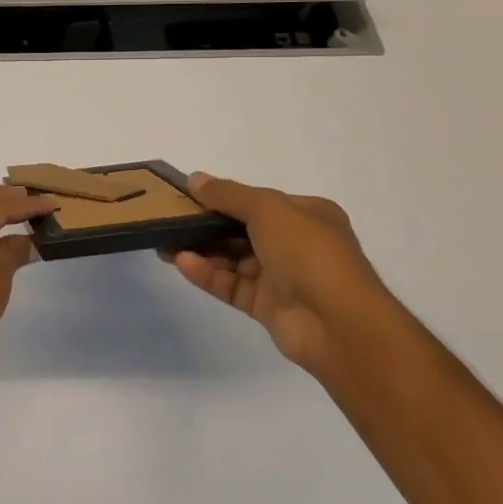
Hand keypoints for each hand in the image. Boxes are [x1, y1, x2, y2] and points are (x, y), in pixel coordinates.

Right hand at [166, 173, 399, 376]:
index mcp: (307, 215)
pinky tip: (181, 263)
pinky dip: (207, 274)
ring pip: (233, 259)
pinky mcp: (267, 307)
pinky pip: (231, 285)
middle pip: (242, 230)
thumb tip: (194, 179)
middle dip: (206, 224)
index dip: (224, 197)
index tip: (188, 196)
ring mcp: (282, 278)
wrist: (338, 324)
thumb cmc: (308, 252)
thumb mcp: (268, 209)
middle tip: (169, 219)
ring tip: (164, 242)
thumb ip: (228, 194)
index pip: (259, 201)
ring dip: (201, 250)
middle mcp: (296, 244)